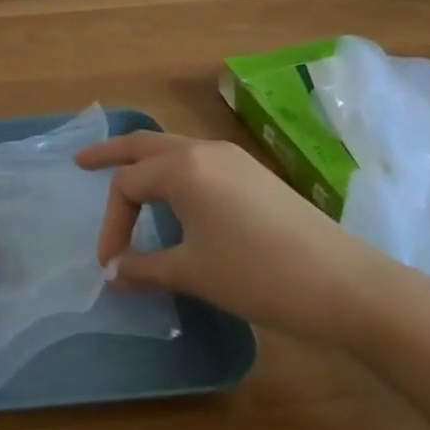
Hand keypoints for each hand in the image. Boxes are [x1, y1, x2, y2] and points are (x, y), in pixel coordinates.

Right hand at [77, 132, 391, 345]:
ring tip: (127, 181)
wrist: (347, 285)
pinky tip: (177, 199)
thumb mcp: (193, 273)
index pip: (127, 185)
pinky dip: (174, 171)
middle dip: (110, 153)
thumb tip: (113, 274)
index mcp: (182, 168)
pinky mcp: (254, 173)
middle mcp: (203, 151)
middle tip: (82, 162)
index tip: (110, 264)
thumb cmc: (258, 275)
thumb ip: (144, 268)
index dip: (111, 223)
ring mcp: (233, 158)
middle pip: (144, 144)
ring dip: (144, 161)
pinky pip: (199, 161)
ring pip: (173, 148)